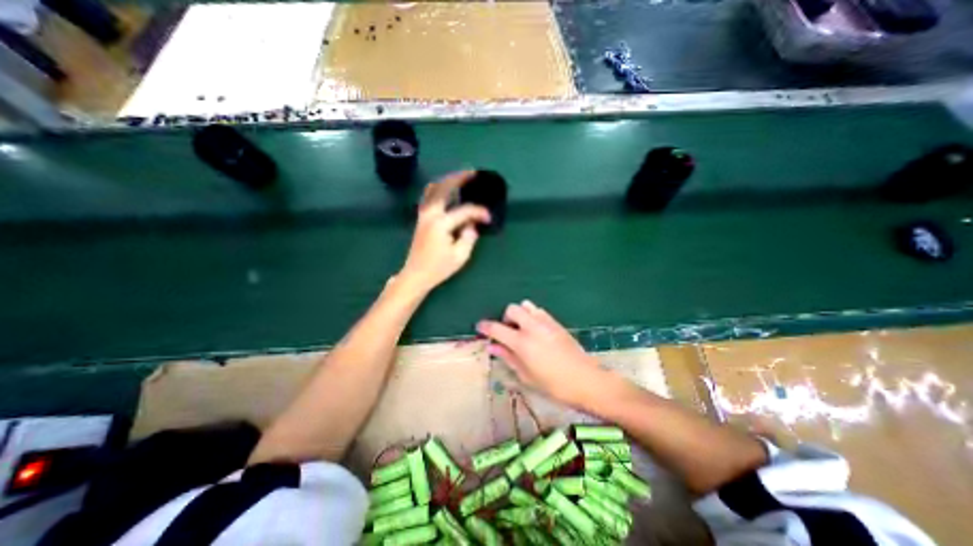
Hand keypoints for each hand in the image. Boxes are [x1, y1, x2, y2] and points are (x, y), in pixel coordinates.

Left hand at [396, 171, 491, 294]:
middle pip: (444, 188)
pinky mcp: (421, 218)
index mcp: (441, 224)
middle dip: (459, 178)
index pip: (464, 211)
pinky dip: (439, 188)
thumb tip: (472, 225)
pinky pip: (429, 196)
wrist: (416, 275)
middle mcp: (430, 214)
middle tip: (473, 173)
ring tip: (460, 177)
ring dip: (447, 180)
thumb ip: (469, 237)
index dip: (478, 212)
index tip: (488, 217)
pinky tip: (446, 190)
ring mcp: (423, 214)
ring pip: (433, 189)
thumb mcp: (460, 256)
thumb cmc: (438, 268)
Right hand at [476, 298, 609, 408]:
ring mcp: (546, 322)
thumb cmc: (553, 384)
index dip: (485, 326)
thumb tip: (492, 347)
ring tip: (522, 330)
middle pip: (512, 309)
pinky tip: (536, 330)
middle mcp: (532, 327)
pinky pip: (539, 311)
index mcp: (522, 343)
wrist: (585, 379)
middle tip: (508, 332)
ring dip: (520, 314)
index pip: (497, 328)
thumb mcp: (526, 375)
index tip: (480, 327)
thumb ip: (508, 357)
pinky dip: (532, 315)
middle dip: (506, 318)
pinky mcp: (556, 323)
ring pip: (526, 305)